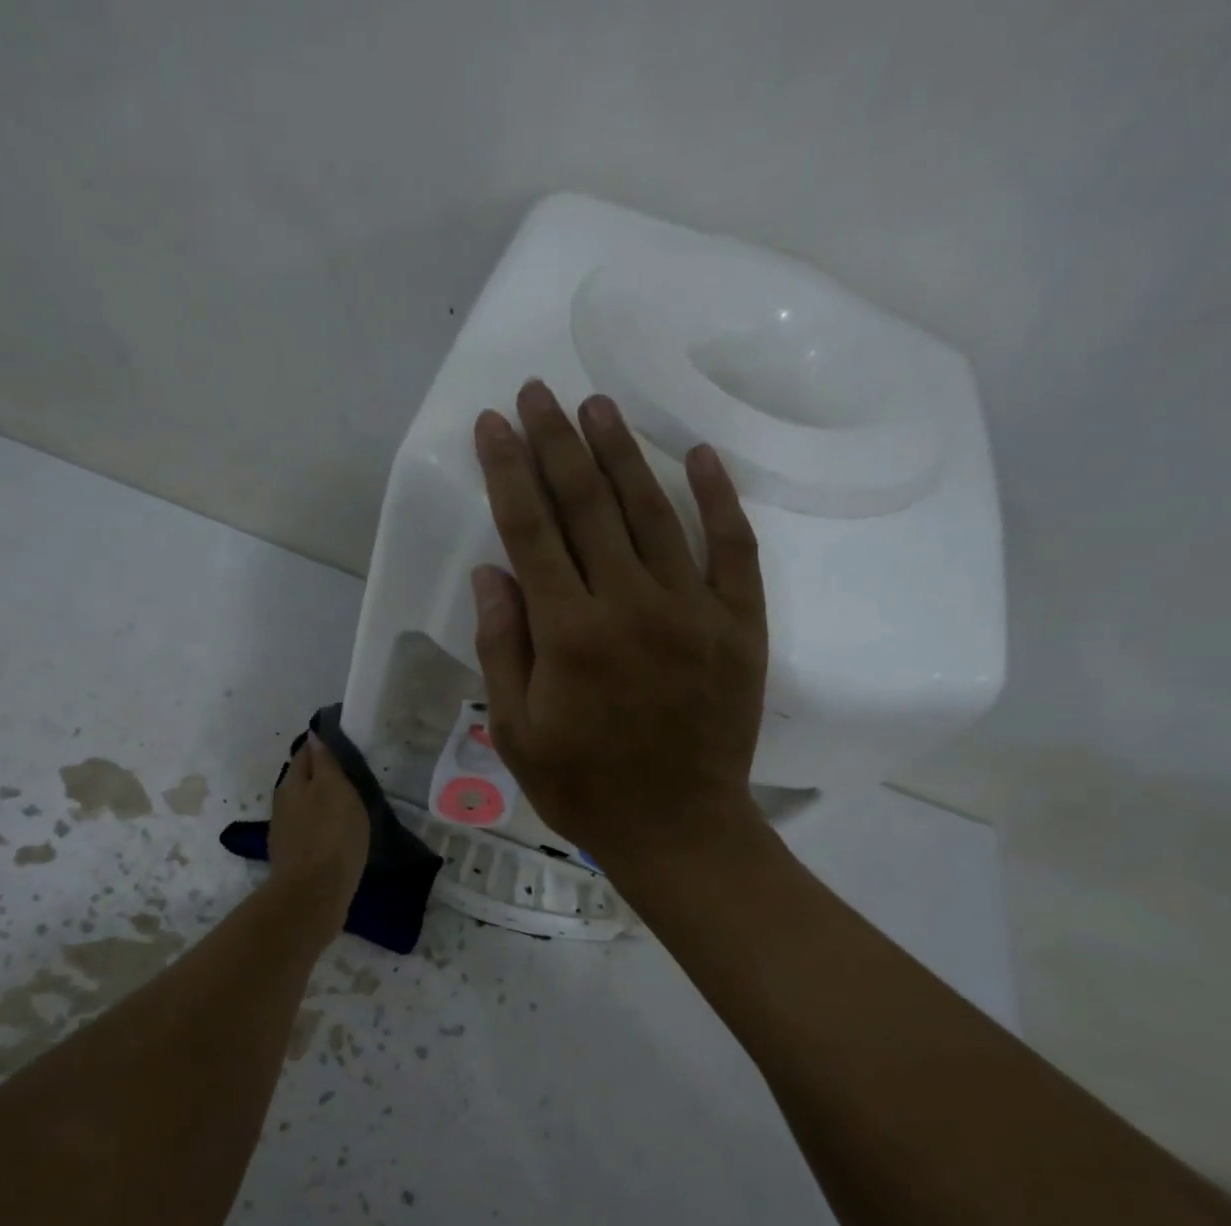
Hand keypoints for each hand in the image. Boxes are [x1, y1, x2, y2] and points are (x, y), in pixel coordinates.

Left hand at [267, 737, 369, 930]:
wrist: (314, 892)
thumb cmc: (331, 834)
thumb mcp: (335, 788)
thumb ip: (324, 762)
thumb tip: (312, 736)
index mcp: (292, 781)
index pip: (305, 752)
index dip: (322, 746)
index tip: (343, 743)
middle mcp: (283, 801)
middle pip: (302, 779)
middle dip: (320, 773)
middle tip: (349, 772)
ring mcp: (285, 830)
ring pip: (304, 804)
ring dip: (320, 800)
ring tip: (346, 801)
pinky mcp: (293, 854)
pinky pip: (308, 828)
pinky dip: (321, 823)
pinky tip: (336, 830)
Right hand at [471, 381, 768, 878]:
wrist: (679, 828)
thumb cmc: (585, 787)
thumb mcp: (518, 731)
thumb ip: (503, 648)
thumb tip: (491, 573)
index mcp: (570, 634)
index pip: (531, 531)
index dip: (508, 472)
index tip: (492, 424)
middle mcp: (631, 605)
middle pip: (587, 505)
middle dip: (556, 443)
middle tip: (538, 393)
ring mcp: (693, 609)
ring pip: (652, 512)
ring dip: (622, 453)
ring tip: (597, 405)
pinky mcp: (738, 623)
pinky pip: (732, 548)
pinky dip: (717, 499)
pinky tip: (698, 455)